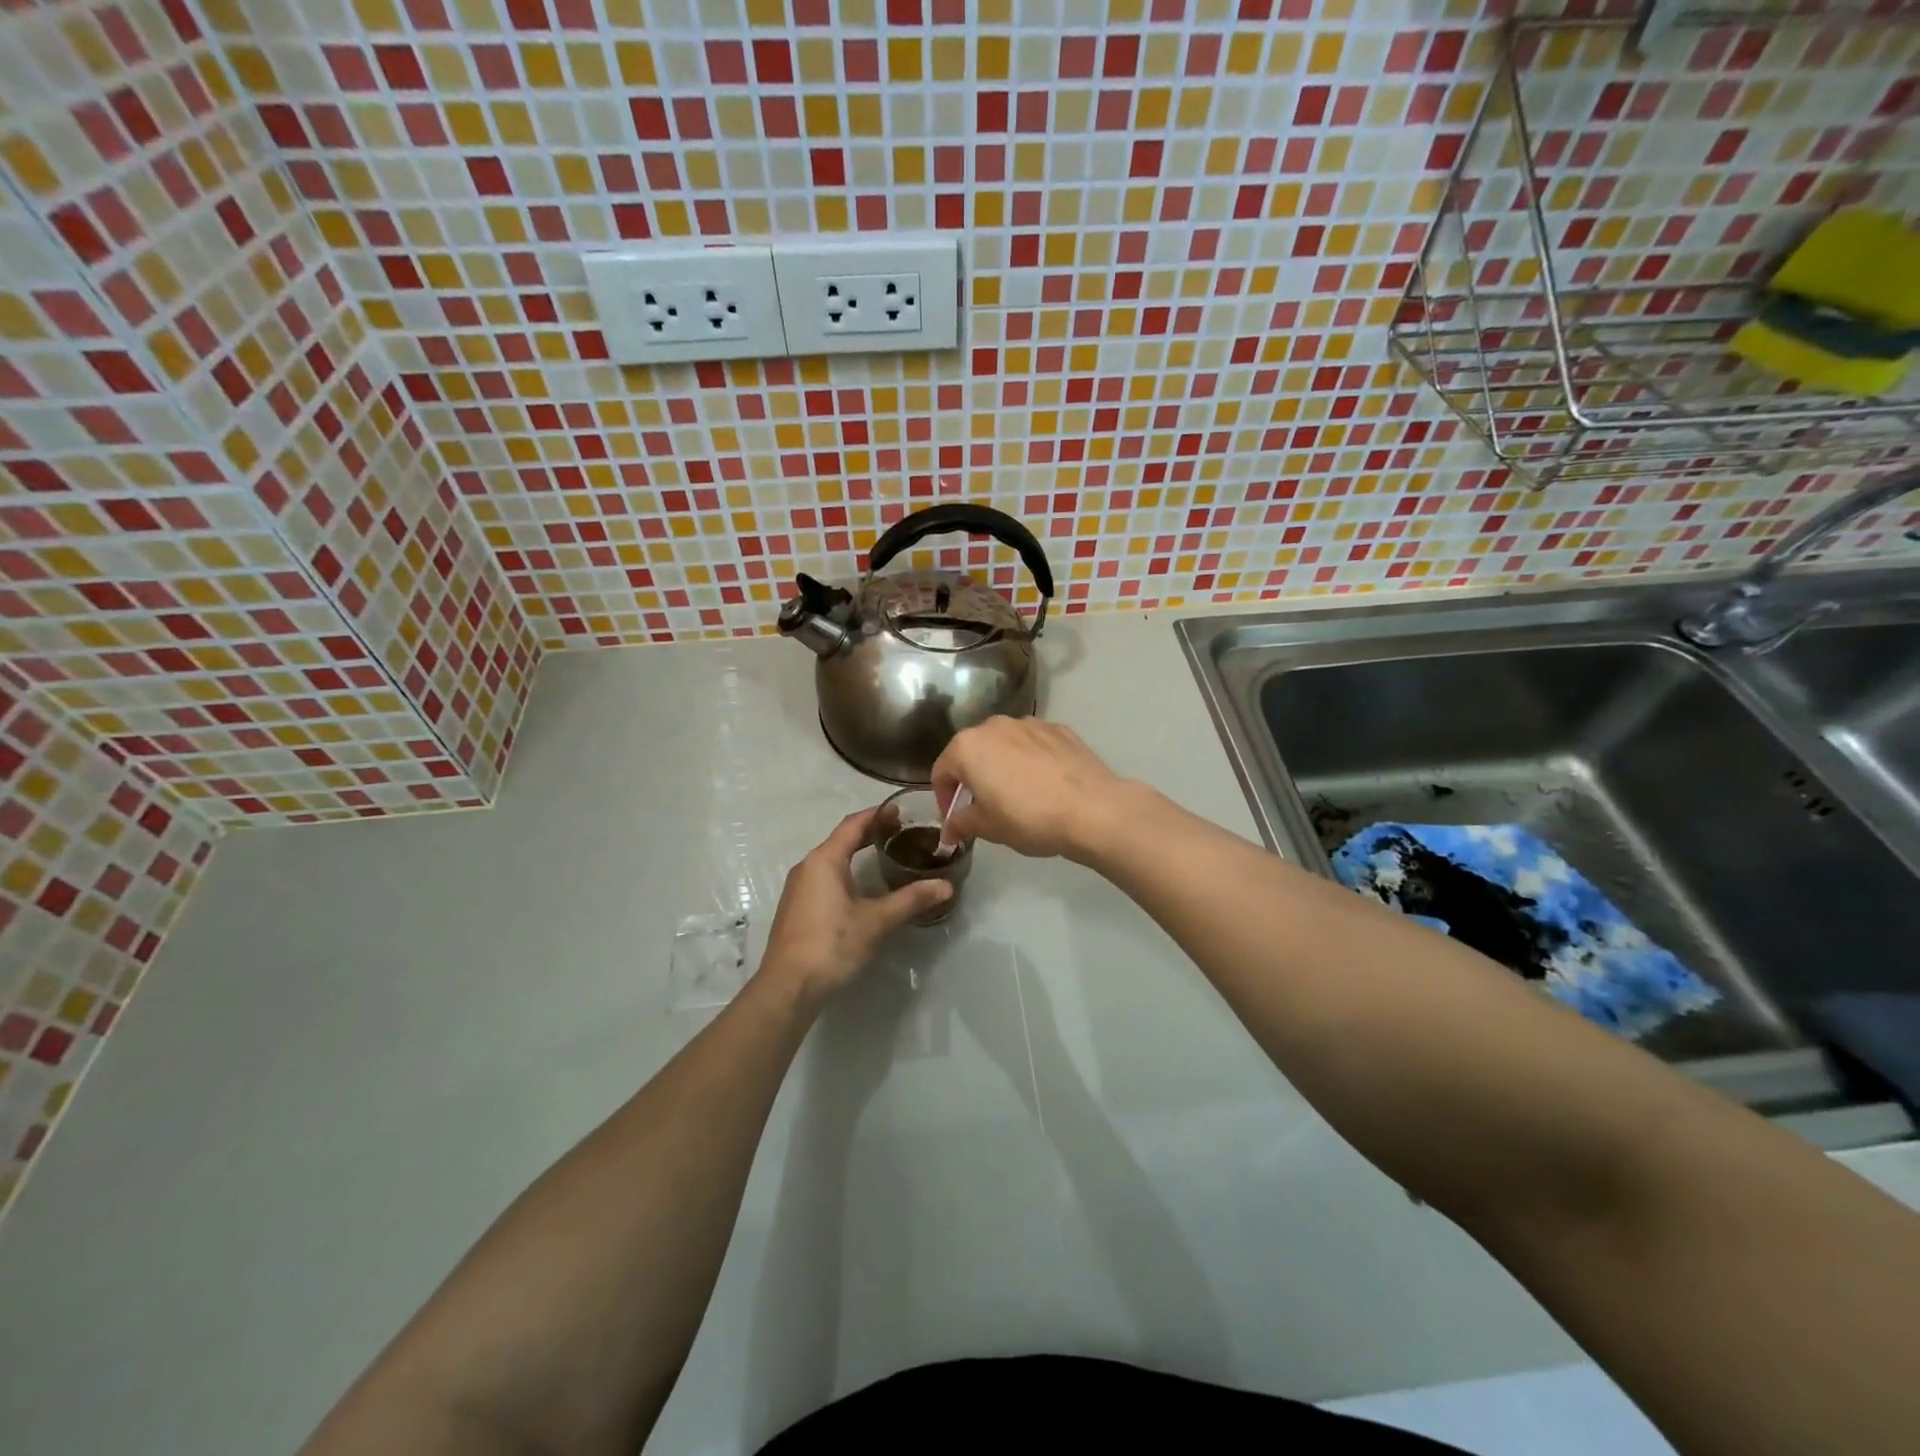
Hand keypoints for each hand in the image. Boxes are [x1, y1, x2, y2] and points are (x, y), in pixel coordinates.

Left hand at [757, 808, 950, 1007]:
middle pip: (842, 839)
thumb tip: (946, 886)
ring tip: (888, 856)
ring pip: (832, 859)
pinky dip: (846, 871)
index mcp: (824, 860)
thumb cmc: (832, 944)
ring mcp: (799, 888)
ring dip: (857, 853)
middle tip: (903, 834)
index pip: (853, 824)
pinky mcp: (797, 907)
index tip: (902, 812)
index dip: (878, 814)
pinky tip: (863, 887)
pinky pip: (824, 877)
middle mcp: (808, 866)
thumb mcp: (876, 921)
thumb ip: (911, 900)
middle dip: (870, 833)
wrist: (788, 987)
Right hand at [931, 717, 1129, 860]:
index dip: (944, 798)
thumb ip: (962, 823)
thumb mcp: (989, 828)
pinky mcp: (1059, 729)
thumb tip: (949, 830)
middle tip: (983, 807)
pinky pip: (1033, 744)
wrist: (1092, 809)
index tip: (955, 820)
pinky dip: (1030, 760)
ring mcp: (1029, 723)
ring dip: (1001, 765)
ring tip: (1016, 795)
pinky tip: (1044, 785)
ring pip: (1004, 744)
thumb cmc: (1029, 818)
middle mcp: (994, 725)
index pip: (942, 771)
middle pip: (972, 751)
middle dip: (972, 778)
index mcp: (968, 746)